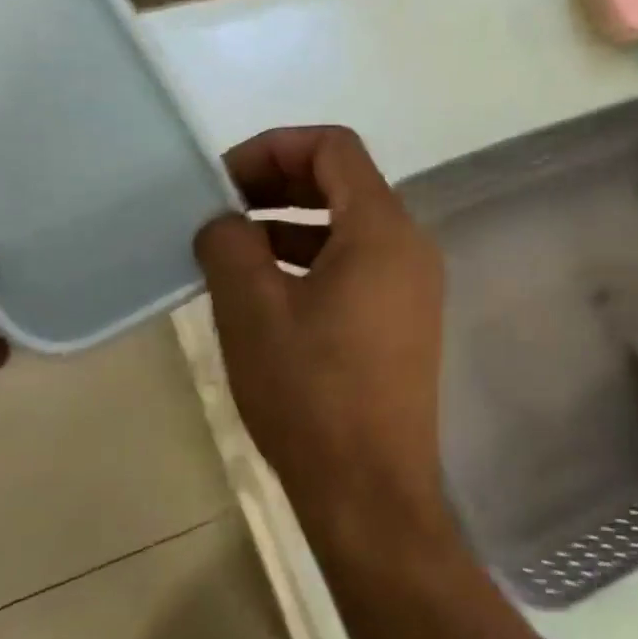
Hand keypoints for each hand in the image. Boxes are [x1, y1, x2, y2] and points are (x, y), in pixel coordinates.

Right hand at [194, 128, 445, 537]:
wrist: (371, 491)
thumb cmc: (311, 394)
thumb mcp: (252, 311)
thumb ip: (230, 244)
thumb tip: (224, 222)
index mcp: (383, 230)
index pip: (334, 147)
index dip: (274, 147)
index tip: (223, 181)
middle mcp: (411, 247)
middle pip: (345, 184)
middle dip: (280, 184)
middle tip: (223, 210)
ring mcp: (414, 288)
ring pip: (349, 229)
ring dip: (291, 227)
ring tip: (233, 252)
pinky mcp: (406, 323)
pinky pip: (358, 268)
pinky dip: (313, 262)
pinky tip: (268, 292)